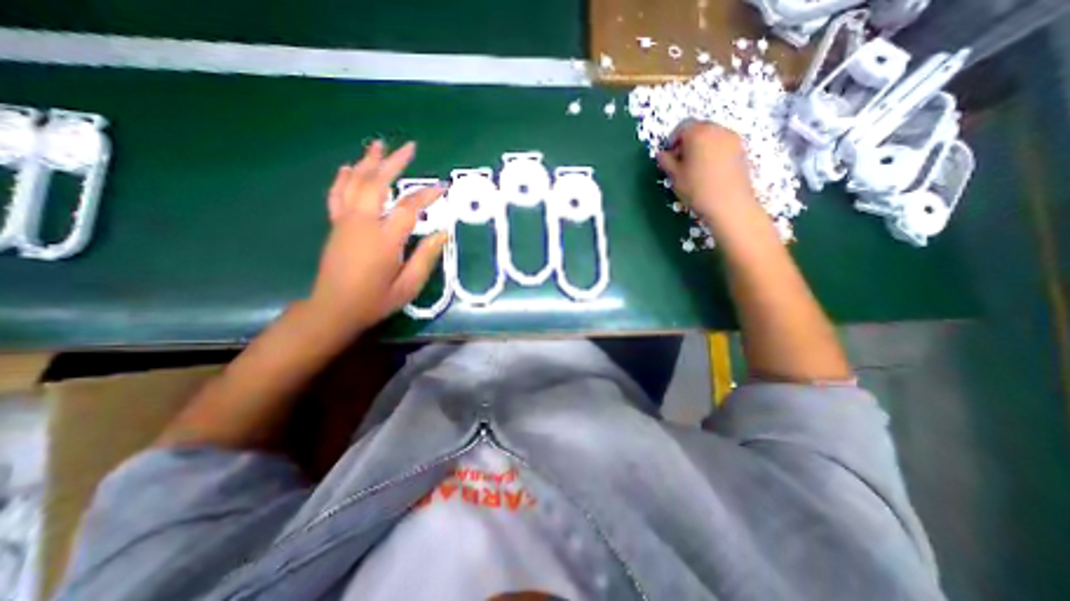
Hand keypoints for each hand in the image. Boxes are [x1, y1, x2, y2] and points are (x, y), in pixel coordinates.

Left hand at [309, 142, 447, 332]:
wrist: (334, 309)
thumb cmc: (376, 300)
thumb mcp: (409, 285)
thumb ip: (426, 256)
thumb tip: (443, 232)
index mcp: (384, 240)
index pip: (409, 208)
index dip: (428, 196)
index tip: (443, 187)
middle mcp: (363, 224)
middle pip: (377, 184)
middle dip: (393, 163)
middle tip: (409, 147)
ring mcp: (345, 222)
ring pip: (355, 183)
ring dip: (368, 162)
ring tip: (378, 145)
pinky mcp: (335, 226)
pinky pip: (337, 195)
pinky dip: (343, 178)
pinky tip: (349, 167)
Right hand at [658, 121, 755, 220]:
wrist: (729, 205)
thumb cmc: (697, 189)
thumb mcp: (675, 176)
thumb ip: (666, 161)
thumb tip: (662, 154)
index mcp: (698, 133)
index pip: (682, 127)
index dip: (672, 140)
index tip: (668, 156)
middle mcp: (717, 130)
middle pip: (698, 129)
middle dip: (686, 142)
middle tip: (679, 162)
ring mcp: (732, 139)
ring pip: (711, 137)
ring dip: (700, 147)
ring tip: (693, 168)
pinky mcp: (741, 150)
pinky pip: (721, 145)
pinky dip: (712, 153)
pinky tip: (708, 172)